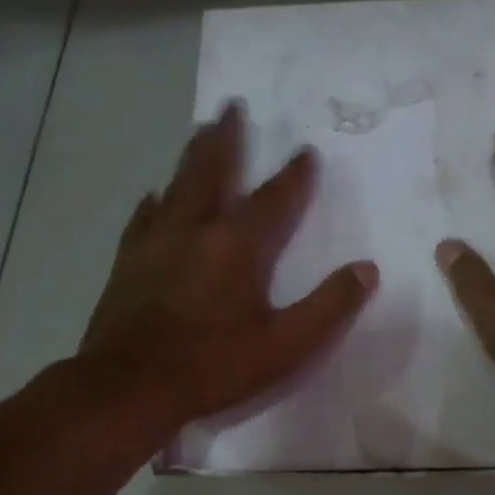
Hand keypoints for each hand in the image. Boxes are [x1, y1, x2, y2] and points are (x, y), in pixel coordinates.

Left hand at [79, 101, 377, 426]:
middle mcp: (195, 229)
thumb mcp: (285, 346)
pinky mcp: (127, 261)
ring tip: (200, 132)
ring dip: (193, 156)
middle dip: (227, 138)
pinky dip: (155, 199)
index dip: (294, 174)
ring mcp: (156, 242)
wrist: (128, 387)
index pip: (275, 198)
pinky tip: (154, 194)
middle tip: (232, 106)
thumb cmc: (212, 366)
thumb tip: (367, 270)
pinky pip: (145, 216)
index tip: (305, 150)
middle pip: (213, 170)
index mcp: (237, 245)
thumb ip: (329, 306)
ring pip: (177, 184)